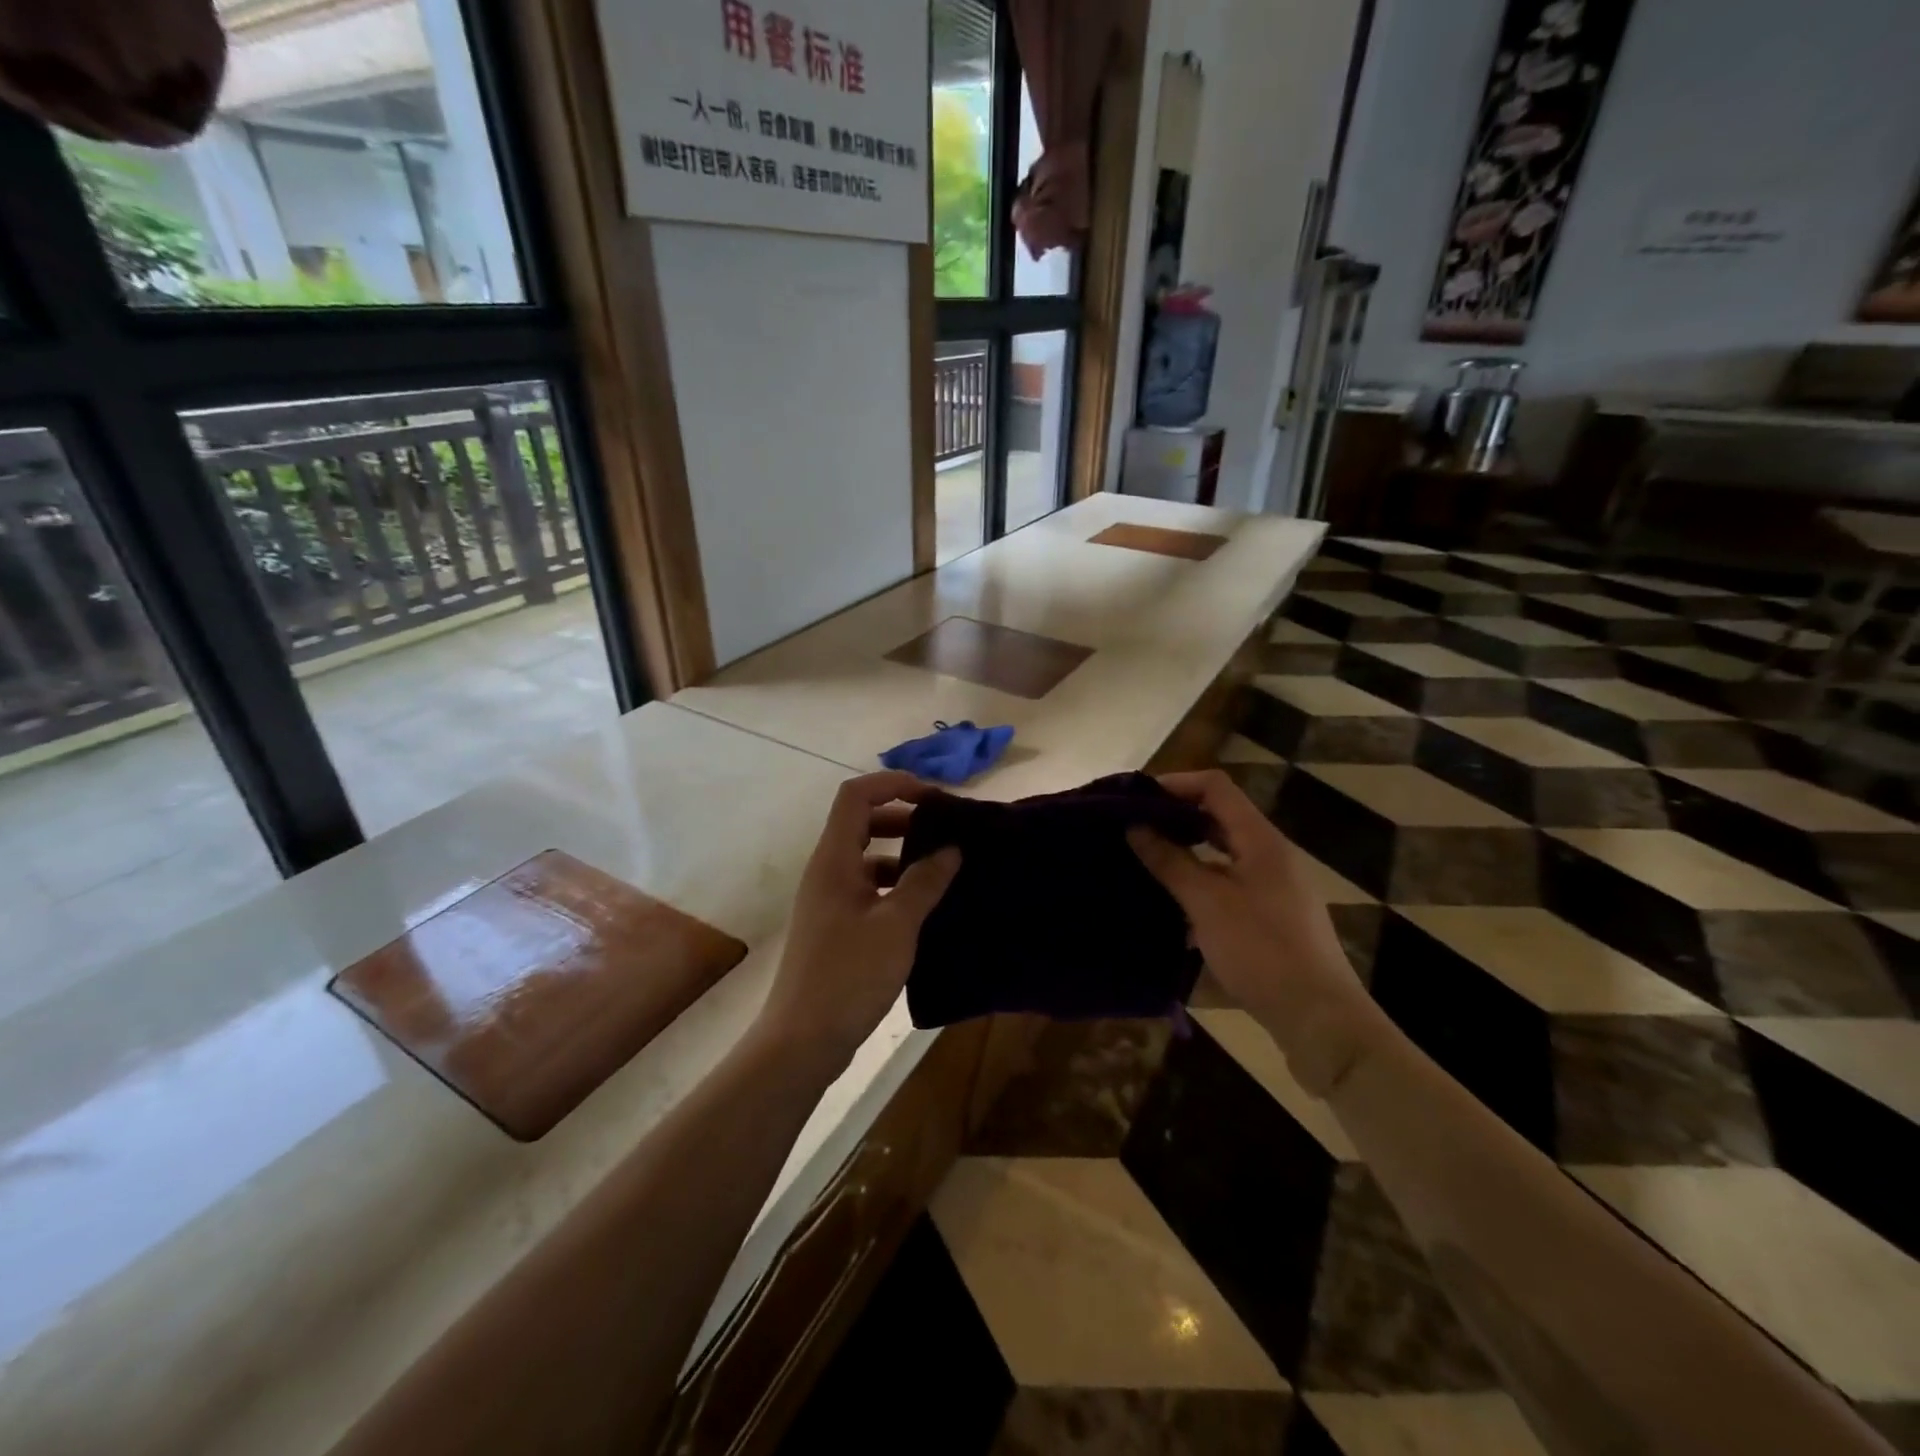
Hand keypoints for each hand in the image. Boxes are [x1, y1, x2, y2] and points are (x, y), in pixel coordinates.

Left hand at [754, 771, 960, 1073]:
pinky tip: (925, 906)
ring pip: (867, 858)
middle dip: (903, 818)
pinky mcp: (836, 926)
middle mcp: (827, 871)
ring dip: (902, 854)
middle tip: (945, 831)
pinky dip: (896, 885)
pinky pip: (868, 888)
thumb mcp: (896, 925)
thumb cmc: (849, 975)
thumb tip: (951, 849)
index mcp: (834, 860)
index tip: (934, 798)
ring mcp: (829, 900)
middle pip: (862, 822)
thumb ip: (925, 882)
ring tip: (944, 868)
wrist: (803, 1041)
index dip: (893, 784)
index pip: (856, 796)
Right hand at [1128, 770, 1379, 1093]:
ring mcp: (1275, 885)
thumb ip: (1170, 861)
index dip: (1175, 784)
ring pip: (1224, 852)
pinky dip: (1201, 882)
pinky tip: (1175, 904)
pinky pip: (1230, 882)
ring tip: (1147, 862)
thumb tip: (1135, 826)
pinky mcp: (1273, 915)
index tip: (1136, 798)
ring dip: (1187, 851)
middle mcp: (1271, 854)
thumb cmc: (1261, 950)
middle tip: (1134, 829)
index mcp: (1260, 840)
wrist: (1318, 1017)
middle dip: (1176, 817)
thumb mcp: (1206, 902)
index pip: (1216, 787)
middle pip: (1220, 817)